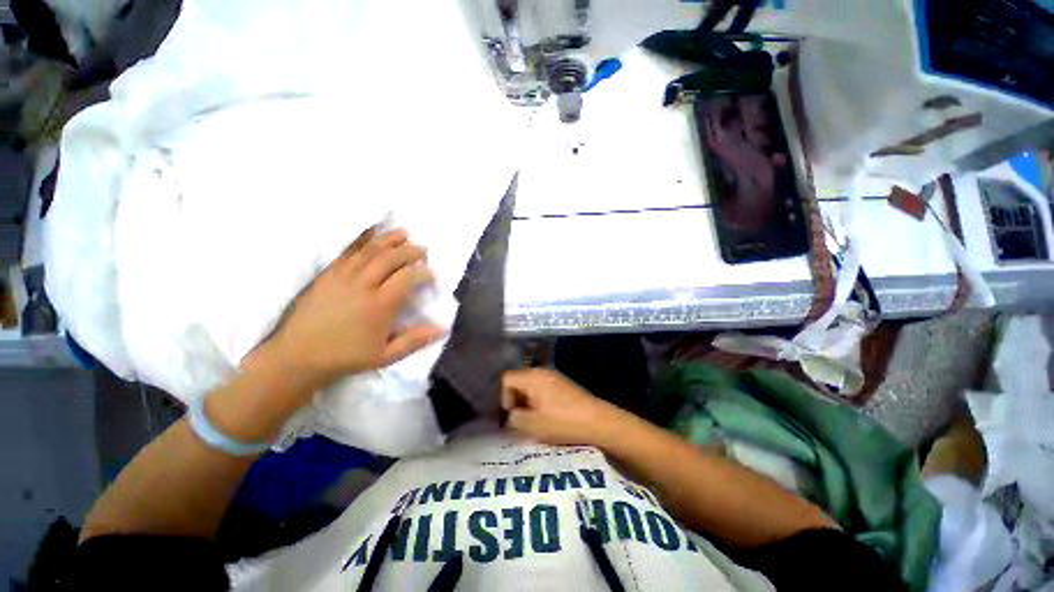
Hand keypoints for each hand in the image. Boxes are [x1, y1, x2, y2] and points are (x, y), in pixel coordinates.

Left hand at [250, 228, 444, 388]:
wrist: (299, 355)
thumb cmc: (347, 356)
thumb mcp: (386, 355)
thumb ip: (415, 340)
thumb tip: (443, 329)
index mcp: (380, 305)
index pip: (407, 277)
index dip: (423, 272)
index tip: (431, 274)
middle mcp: (363, 285)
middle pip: (390, 258)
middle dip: (410, 251)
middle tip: (422, 249)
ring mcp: (342, 277)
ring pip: (370, 250)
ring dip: (389, 240)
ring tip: (404, 233)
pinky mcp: (327, 274)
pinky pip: (348, 252)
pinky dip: (362, 240)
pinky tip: (372, 235)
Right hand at [501, 368, 633, 447]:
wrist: (597, 422)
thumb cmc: (562, 422)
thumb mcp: (532, 424)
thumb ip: (513, 418)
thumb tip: (508, 415)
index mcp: (532, 376)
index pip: (505, 379)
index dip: (500, 397)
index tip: (508, 415)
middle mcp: (541, 371)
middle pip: (516, 381)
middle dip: (512, 400)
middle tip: (516, 419)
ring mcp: (552, 376)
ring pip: (528, 386)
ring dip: (524, 402)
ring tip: (529, 420)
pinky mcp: (561, 384)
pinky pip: (540, 388)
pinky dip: (536, 400)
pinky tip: (543, 416)